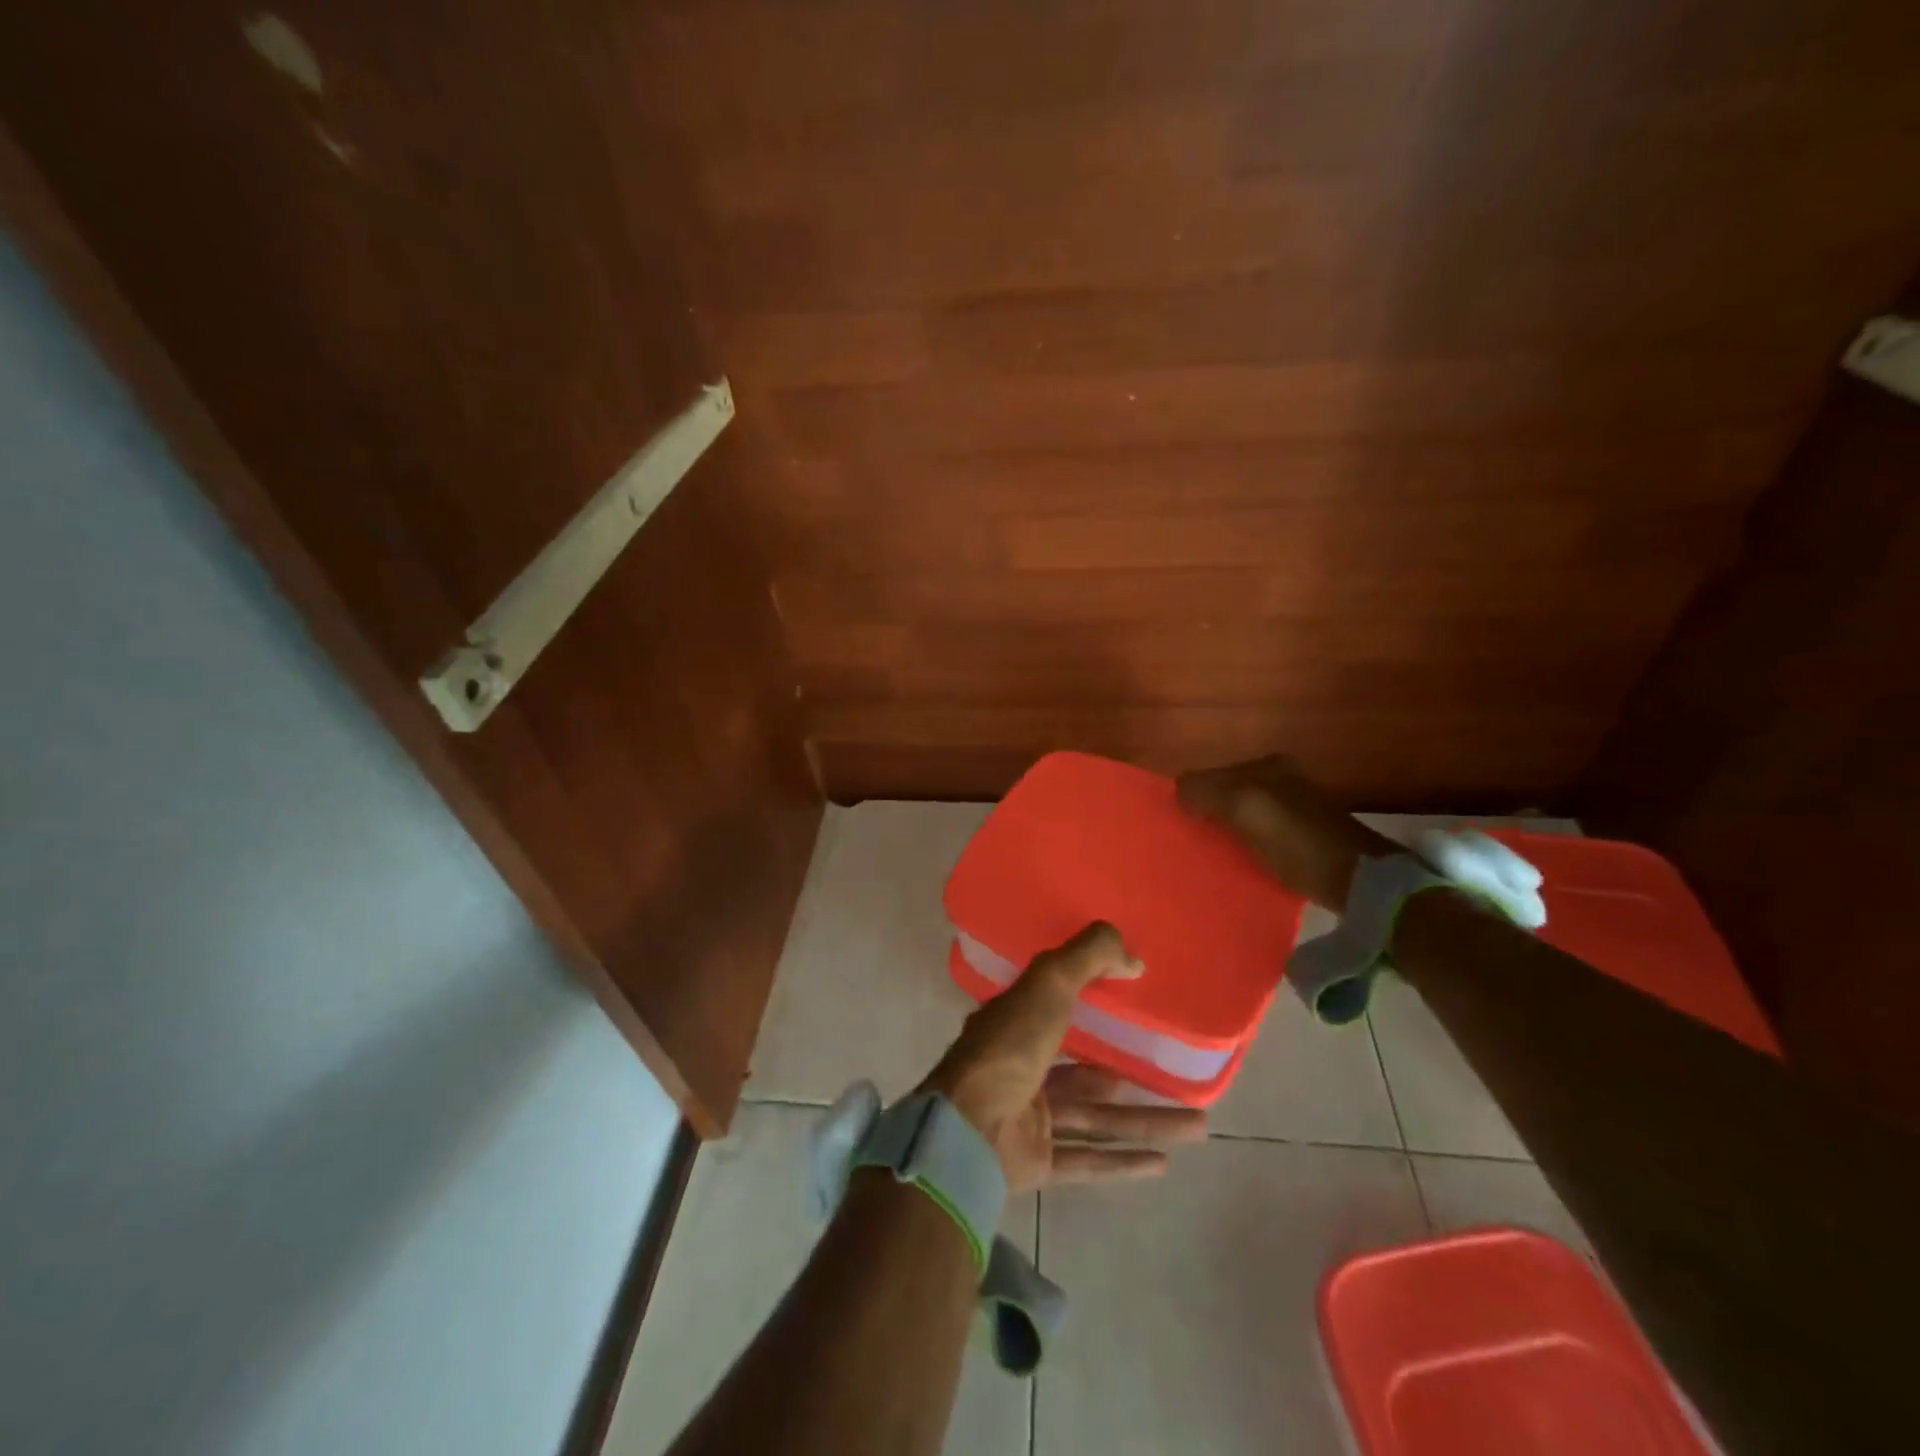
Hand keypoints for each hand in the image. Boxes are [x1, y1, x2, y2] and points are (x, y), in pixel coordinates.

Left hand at [918, 922, 1207, 1193]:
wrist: (971, 1129)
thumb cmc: (1010, 1045)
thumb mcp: (1049, 983)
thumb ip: (1089, 957)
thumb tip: (1135, 958)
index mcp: (1017, 1024)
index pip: (1056, 1007)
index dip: (1092, 1002)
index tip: (1133, 1002)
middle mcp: (1022, 1068)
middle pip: (1085, 1071)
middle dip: (1131, 1072)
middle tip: (1175, 1073)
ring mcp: (1029, 1117)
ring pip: (1096, 1117)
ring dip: (1144, 1122)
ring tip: (1199, 1125)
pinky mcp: (1038, 1161)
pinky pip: (1088, 1159)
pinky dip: (1123, 1161)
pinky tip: (1164, 1164)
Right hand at [1176, 754, 1397, 911]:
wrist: (1358, 882)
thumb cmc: (1298, 843)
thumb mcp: (1246, 809)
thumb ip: (1207, 792)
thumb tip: (1178, 790)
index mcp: (1266, 766)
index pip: (1208, 774)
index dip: (1189, 797)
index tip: (1178, 826)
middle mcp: (1280, 780)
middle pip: (1224, 793)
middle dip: (1205, 813)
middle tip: (1189, 842)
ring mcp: (1292, 808)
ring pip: (1239, 814)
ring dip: (1222, 831)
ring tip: (1208, 855)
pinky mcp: (1301, 837)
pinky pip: (1256, 835)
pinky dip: (1242, 845)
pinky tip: (1237, 863)